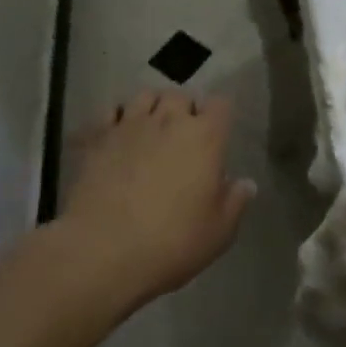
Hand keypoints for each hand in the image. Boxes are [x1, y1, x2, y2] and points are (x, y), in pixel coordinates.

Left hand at [58, 89, 255, 310]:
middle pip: (181, 95)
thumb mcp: (218, 232)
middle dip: (185, 109)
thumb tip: (246, 183)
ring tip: (151, 128)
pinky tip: (118, 135)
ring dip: (153, 107)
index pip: (220, 104)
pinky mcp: (99, 137)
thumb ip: (235, 202)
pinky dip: (117, 118)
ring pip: (146, 96)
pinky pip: (111, 111)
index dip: (219, 116)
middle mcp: (170, 120)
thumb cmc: (171, 242)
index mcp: (205, 137)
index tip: (216, 135)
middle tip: (183, 135)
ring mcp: (131, 125)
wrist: (102, 251)